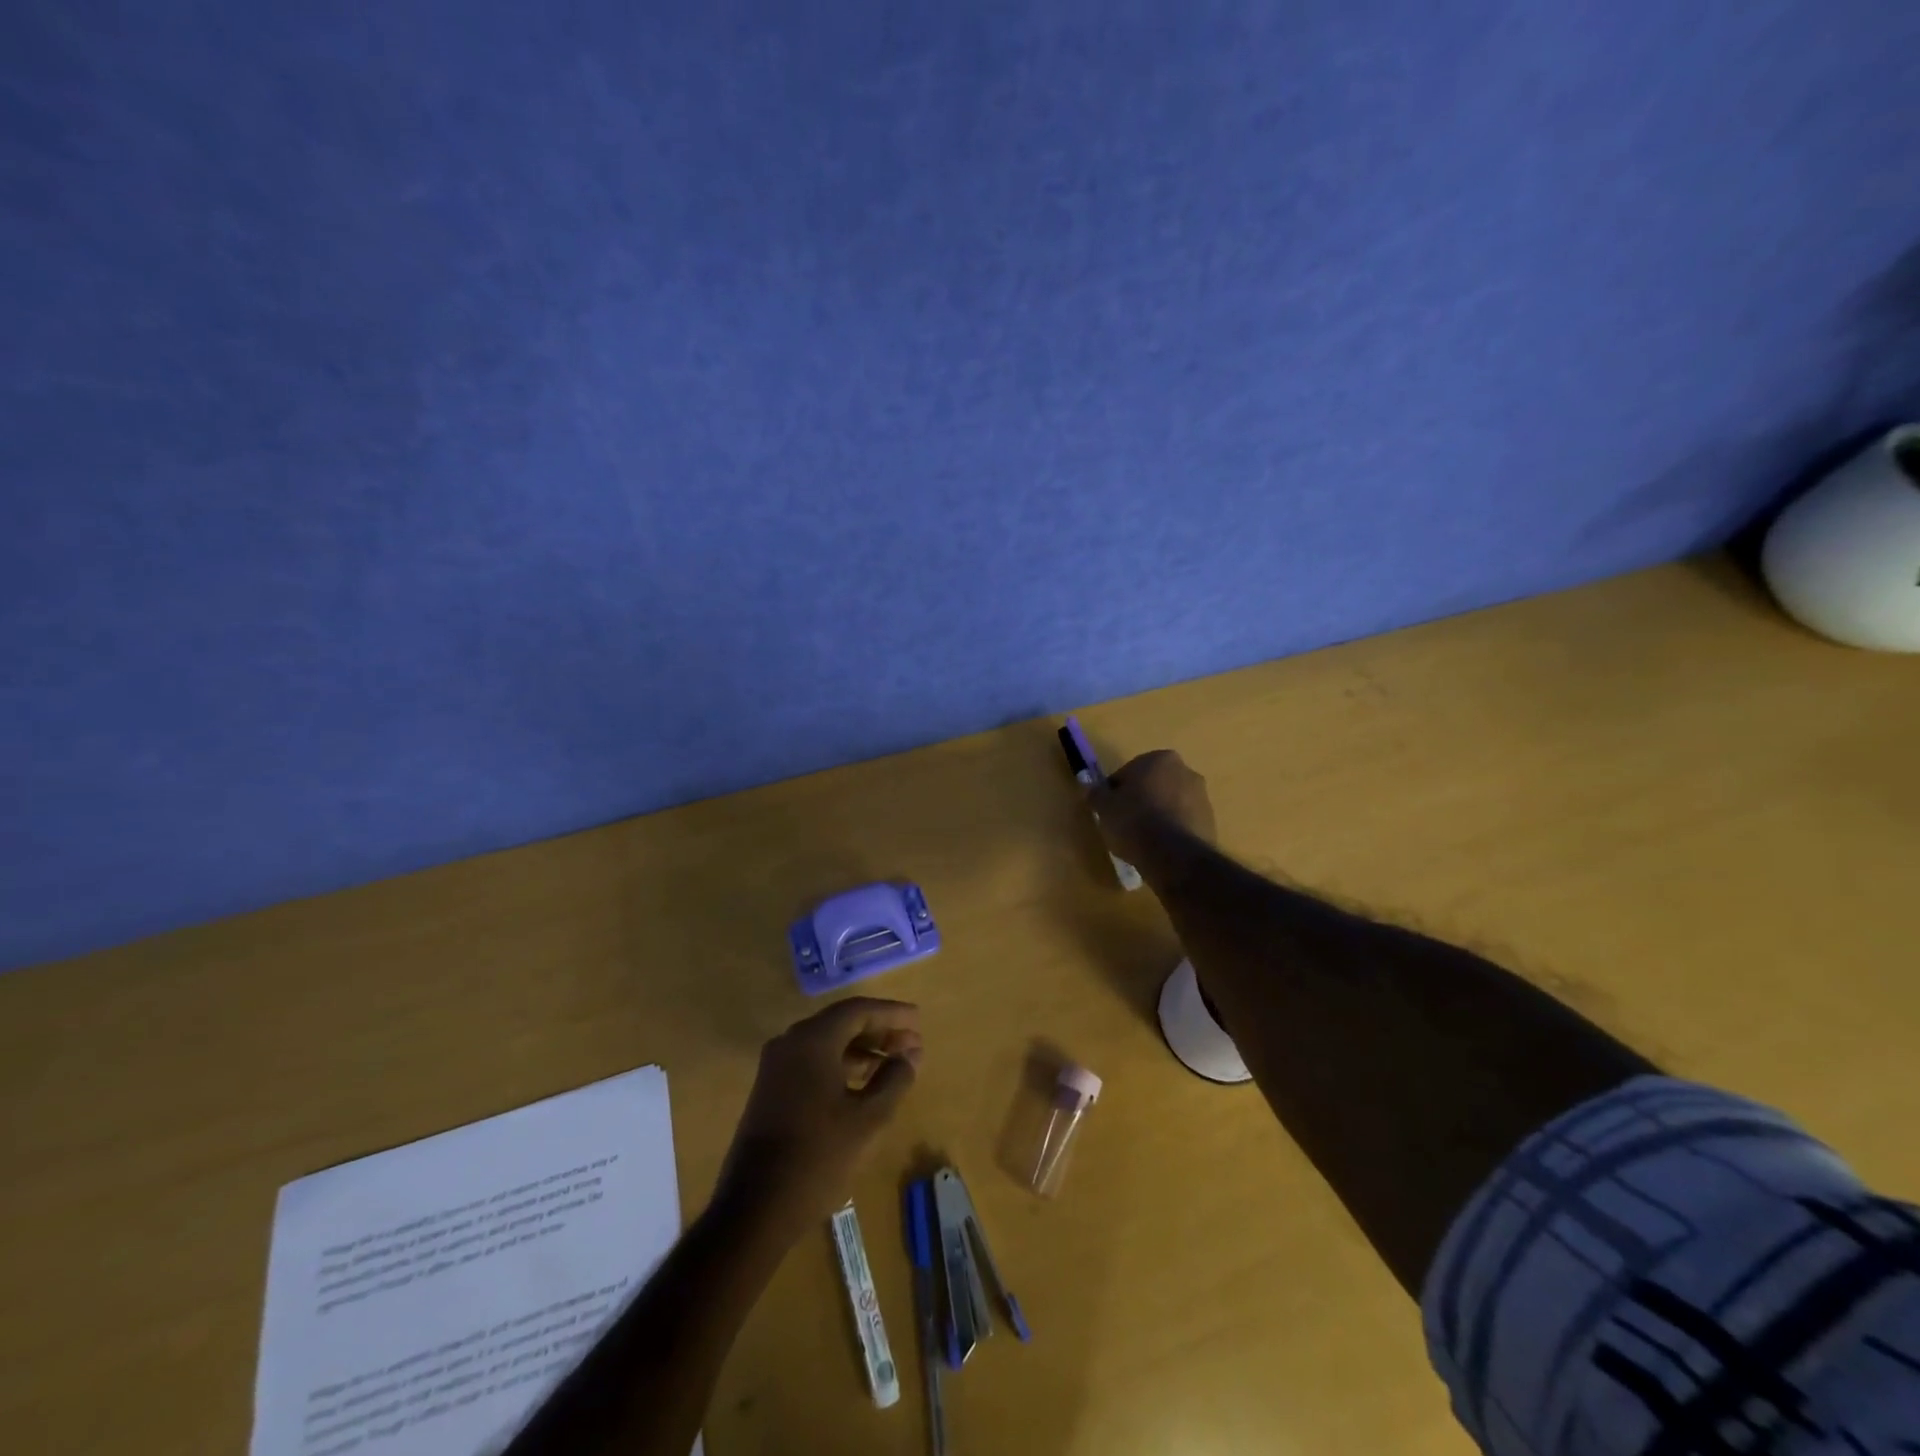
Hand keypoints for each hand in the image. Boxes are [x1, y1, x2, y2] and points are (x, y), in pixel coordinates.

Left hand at [716, 998, 922, 1232]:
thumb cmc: (817, 1157)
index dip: (891, 1013)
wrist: (754, 1209)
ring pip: (827, 1043)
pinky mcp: (771, 1089)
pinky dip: (841, 1064)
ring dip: (862, 1049)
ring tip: (895, 1063)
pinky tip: (863, 1083)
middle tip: (911, 1043)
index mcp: (812, 1040)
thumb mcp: (868, 1119)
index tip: (918, 1019)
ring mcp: (776, 1067)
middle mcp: (790, 1043)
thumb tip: (910, 1055)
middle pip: (841, 1023)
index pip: (858, 1010)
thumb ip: (894, 1080)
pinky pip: (812, 1061)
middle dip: (878, 1031)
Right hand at [1086, 749, 1216, 877]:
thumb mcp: (1104, 807)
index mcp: (1160, 759)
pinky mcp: (1211, 822)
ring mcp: (1202, 797)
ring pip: (1170, 803)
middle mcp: (1186, 771)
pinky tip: (1159, 848)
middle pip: (1153, 785)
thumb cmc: (1134, 821)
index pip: (1129, 772)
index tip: (1109, 810)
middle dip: (1141, 799)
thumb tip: (1088, 786)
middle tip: (1124, 823)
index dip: (1116, 791)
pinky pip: (1183, 822)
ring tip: (1142, 840)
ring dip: (1158, 815)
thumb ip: (1096, 793)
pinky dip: (1172, 830)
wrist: (1173, 855)